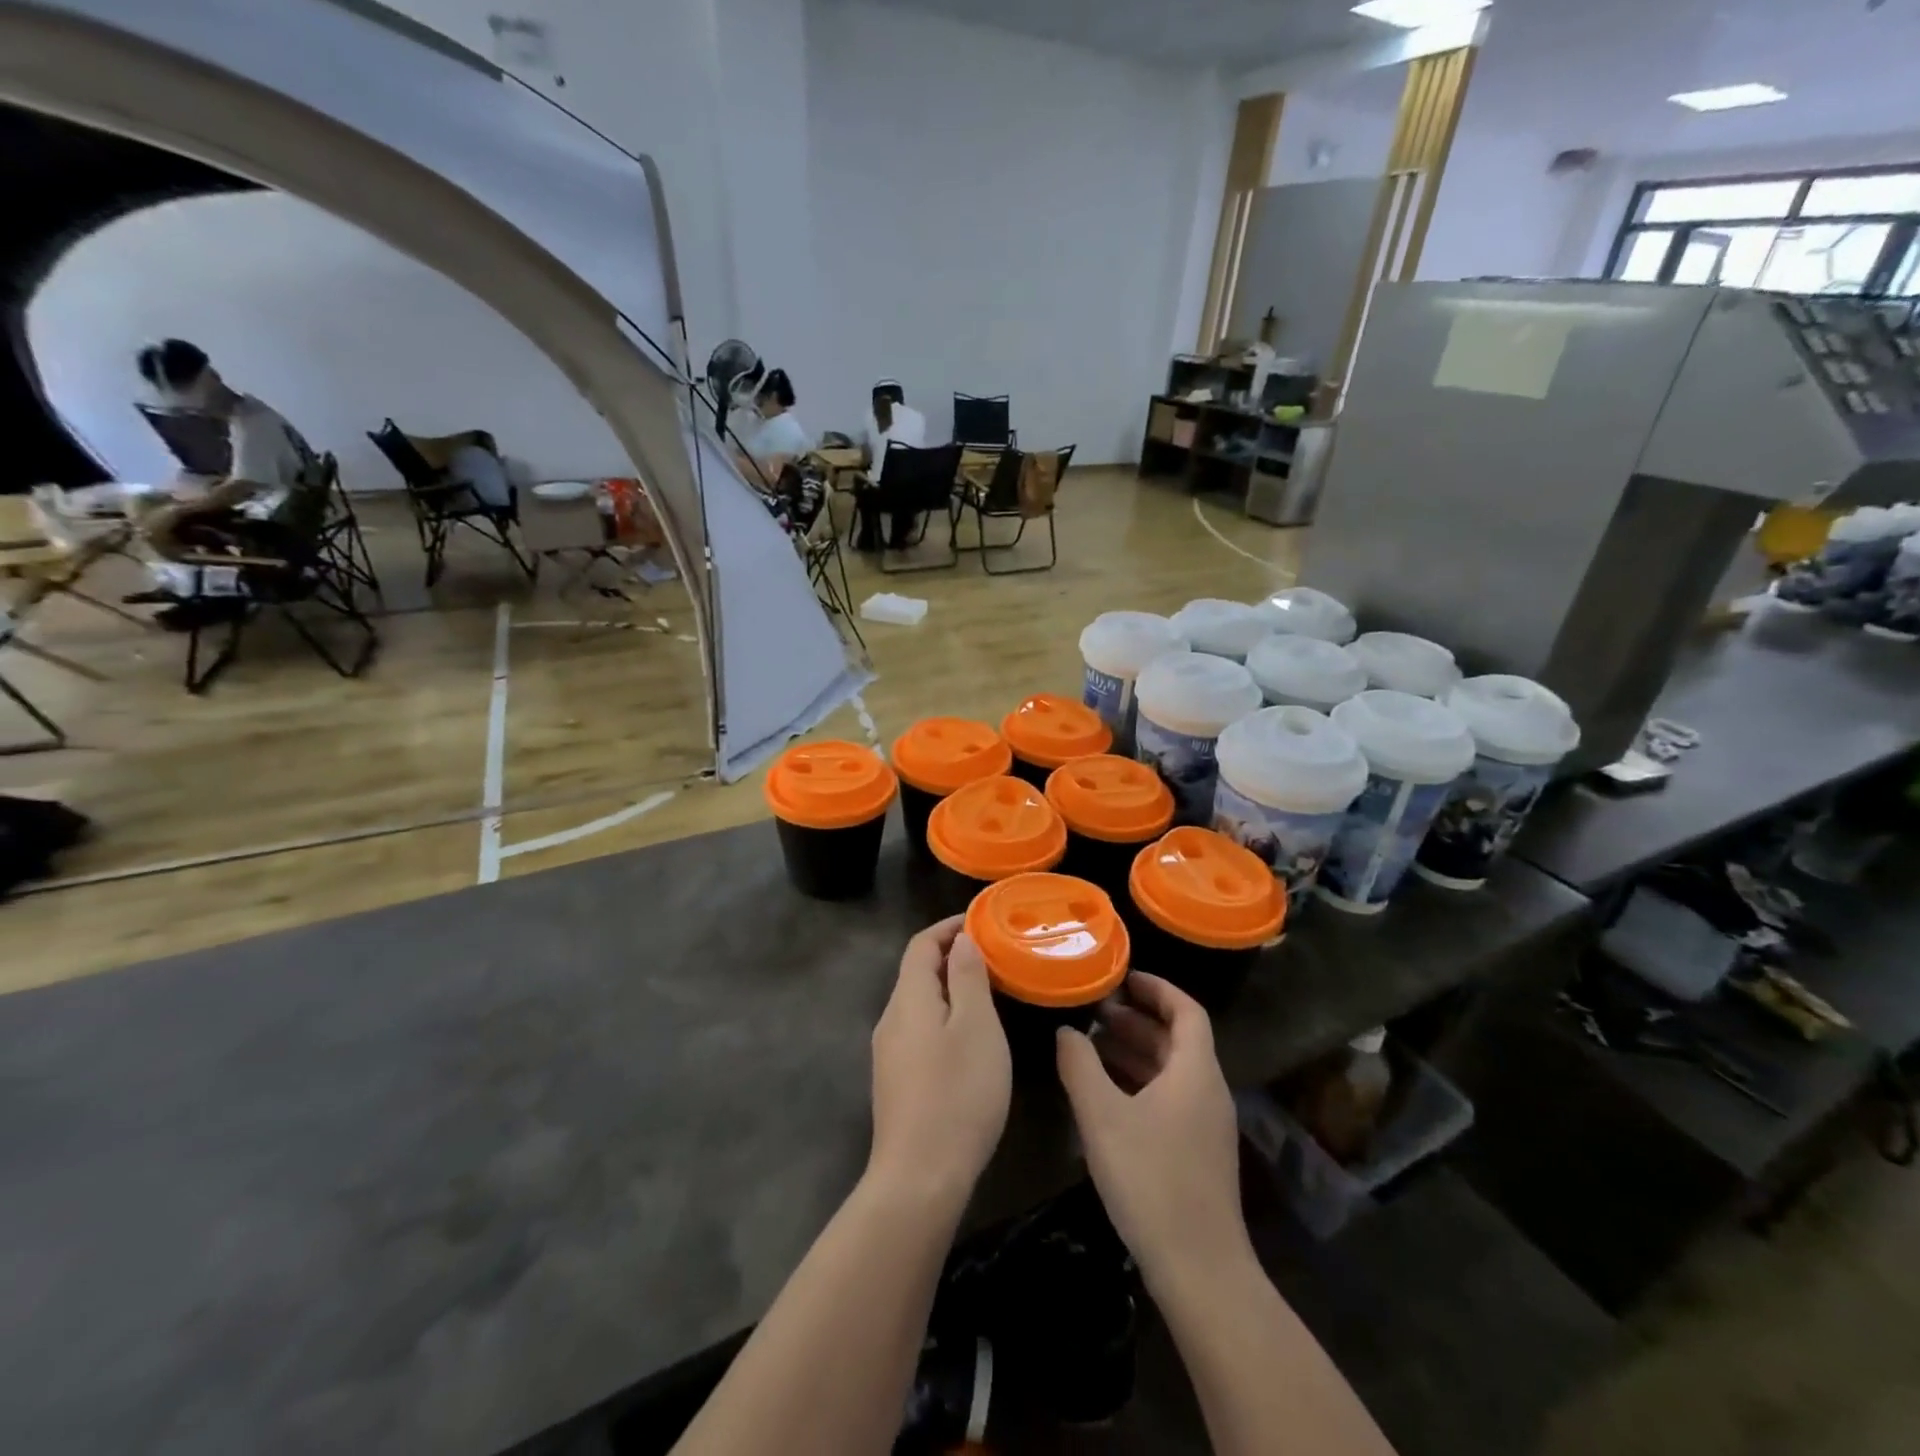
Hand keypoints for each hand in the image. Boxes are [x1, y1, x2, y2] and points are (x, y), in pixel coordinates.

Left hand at [868, 917, 1011, 1207]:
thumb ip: (968, 977)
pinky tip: (969, 1038)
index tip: (982, 921)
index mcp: (908, 999)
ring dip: (950, 988)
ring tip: (989, 991)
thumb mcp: (976, 1027)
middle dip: (952, 956)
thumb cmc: (957, 1093)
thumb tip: (961, 939)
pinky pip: (920, 1030)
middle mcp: (891, 1019)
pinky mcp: (896, 1081)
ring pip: (920, 1003)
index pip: (921, 944)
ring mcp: (890, 1053)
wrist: (919, 1178)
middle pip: (917, 972)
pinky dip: (945, 1017)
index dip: (949, 927)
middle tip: (994, 956)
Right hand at [1057, 974, 1248, 1286]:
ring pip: (1171, 1072)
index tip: (1123, 978)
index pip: (1186, 1010)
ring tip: (1091, 1046)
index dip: (1157, 988)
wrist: (1199, 1270)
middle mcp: (1207, 1092)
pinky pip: (1169, 1099)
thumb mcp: (1102, 1116)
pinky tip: (1106, 1095)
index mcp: (1195, 1072)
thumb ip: (1080, 1066)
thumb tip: (1066, 1031)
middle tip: (1096, 1012)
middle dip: (1137, 1021)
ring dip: (1135, 1053)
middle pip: (1177, 1040)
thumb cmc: (1150, 1179)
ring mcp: (1205, 1126)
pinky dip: (1139, 1084)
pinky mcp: (1197, 1155)